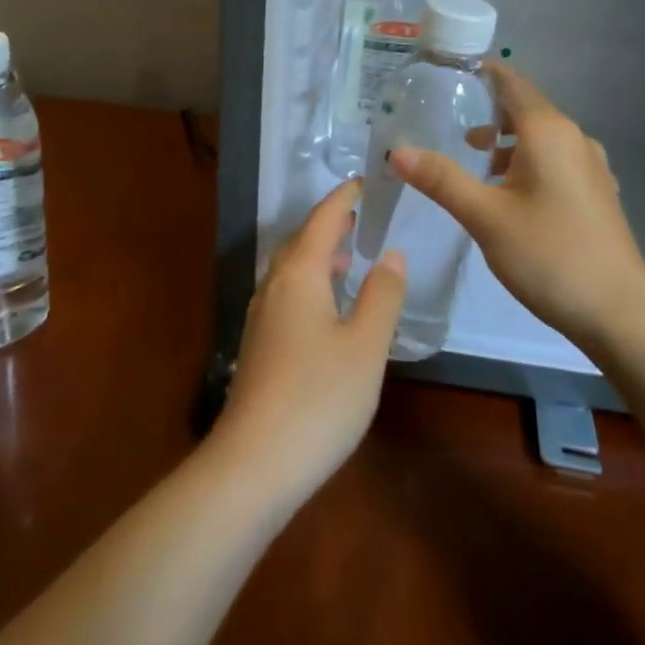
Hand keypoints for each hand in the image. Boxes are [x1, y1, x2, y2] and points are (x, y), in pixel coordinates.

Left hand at [212, 180, 405, 505]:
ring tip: (347, 258)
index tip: (365, 181)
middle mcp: (273, 286)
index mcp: (298, 274)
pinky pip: (286, 294)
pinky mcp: (259, 346)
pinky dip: (309, 284)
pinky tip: (327, 309)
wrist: (254, 463)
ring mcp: (261, 317)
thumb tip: (390, 253)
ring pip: (290, 270)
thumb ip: (382, 295)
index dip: (343, 198)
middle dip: (328, 224)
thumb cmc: (318, 397)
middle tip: (359, 216)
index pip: (322, 220)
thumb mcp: (365, 345)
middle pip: (300, 241)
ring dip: (317, 255)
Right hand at [390, 63, 644, 349]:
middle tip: (449, 120)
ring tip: (475, 161)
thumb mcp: (485, 216)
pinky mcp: (597, 193)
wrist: (620, 313)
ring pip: (541, 138)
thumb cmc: (549, 254)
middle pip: (526, 109)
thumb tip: (398, 151)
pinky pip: (556, 161)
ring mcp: (591, 166)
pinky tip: (510, 194)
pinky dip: (527, 162)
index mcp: (548, 132)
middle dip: (488, 110)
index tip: (450, 72)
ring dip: (507, 142)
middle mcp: (574, 138)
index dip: (483, 72)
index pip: (512, 83)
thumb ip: (441, 179)